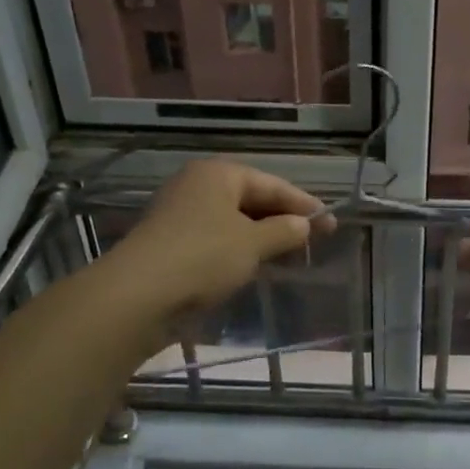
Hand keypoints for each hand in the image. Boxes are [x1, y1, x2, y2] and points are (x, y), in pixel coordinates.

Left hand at [108, 160, 326, 318]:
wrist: (138, 295)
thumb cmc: (203, 257)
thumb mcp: (252, 243)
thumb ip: (284, 231)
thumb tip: (304, 225)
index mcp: (218, 174)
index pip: (272, 184)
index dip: (304, 204)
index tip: (331, 223)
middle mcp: (198, 186)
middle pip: (252, 199)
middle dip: (283, 219)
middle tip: (315, 240)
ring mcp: (181, 214)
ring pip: (234, 221)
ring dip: (263, 237)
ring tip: (291, 255)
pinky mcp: (172, 243)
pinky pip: (217, 239)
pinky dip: (240, 249)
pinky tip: (255, 266)